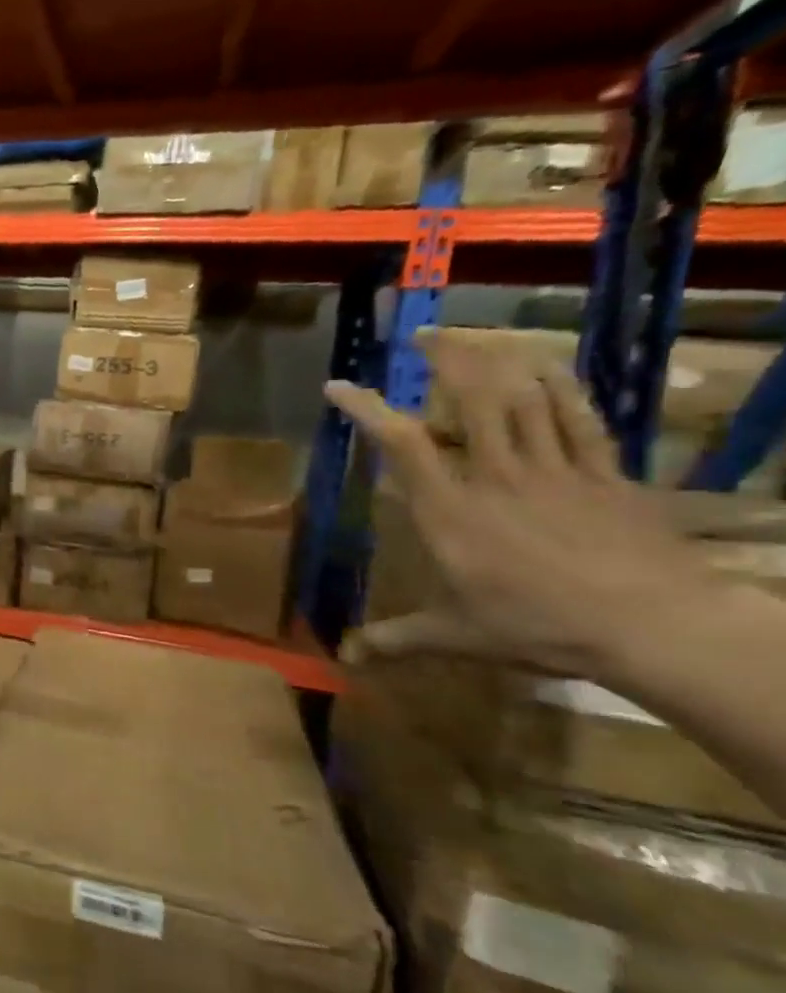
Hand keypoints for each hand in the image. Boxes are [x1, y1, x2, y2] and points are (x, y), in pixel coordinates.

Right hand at [327, 341, 712, 678]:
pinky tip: (547, 366)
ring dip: (499, 361)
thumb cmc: (539, 627)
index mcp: (450, 511)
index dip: (367, 409)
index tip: (339, 386)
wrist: (654, 627)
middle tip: (423, 336)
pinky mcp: (604, 475)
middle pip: (472, 400)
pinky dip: (562, 386)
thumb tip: (346, 656)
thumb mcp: (456, 636)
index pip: (401, 444)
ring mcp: (555, 470)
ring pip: (525, 398)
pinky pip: (581, 417)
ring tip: (477, 338)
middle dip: (447, 359)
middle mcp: (496, 477)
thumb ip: (397, 639)